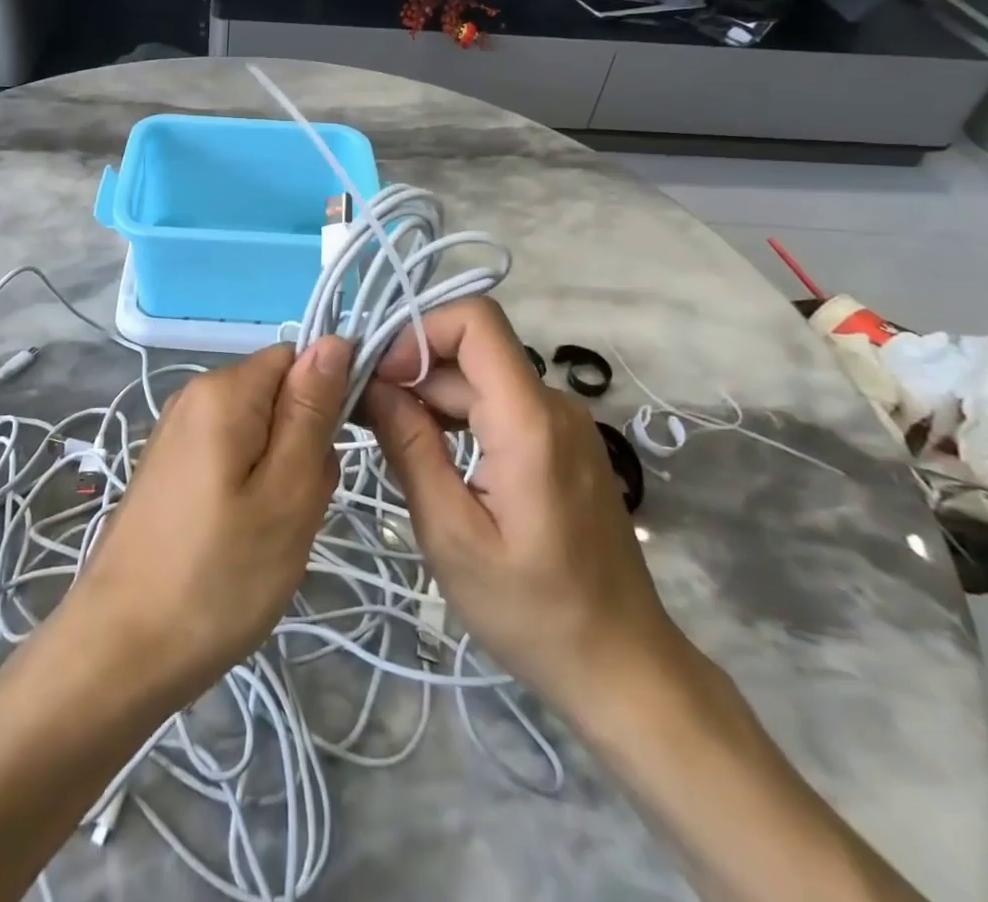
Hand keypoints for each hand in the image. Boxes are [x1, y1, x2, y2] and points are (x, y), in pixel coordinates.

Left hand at [67, 338, 349, 706]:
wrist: (120, 652)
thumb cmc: (217, 576)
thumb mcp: (287, 493)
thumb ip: (312, 411)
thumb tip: (334, 340)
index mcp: (223, 390)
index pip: (299, 359)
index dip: (327, 399)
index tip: (329, 459)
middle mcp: (194, 396)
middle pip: (278, 397)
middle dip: (303, 445)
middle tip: (295, 510)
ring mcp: (177, 434)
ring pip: (259, 433)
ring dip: (280, 475)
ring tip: (270, 534)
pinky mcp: (170, 469)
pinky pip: (231, 459)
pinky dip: (250, 491)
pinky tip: (242, 540)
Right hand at [359, 298, 685, 715]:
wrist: (624, 667)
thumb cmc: (533, 611)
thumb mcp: (451, 534)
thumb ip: (410, 448)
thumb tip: (372, 386)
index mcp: (528, 420)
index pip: (475, 321)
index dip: (419, 333)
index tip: (380, 378)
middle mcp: (552, 405)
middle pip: (470, 353)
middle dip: (411, 372)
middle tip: (364, 417)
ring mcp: (562, 423)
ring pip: (481, 379)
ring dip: (430, 397)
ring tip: (389, 439)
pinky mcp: (561, 443)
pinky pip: (500, 405)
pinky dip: (457, 416)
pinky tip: (430, 454)